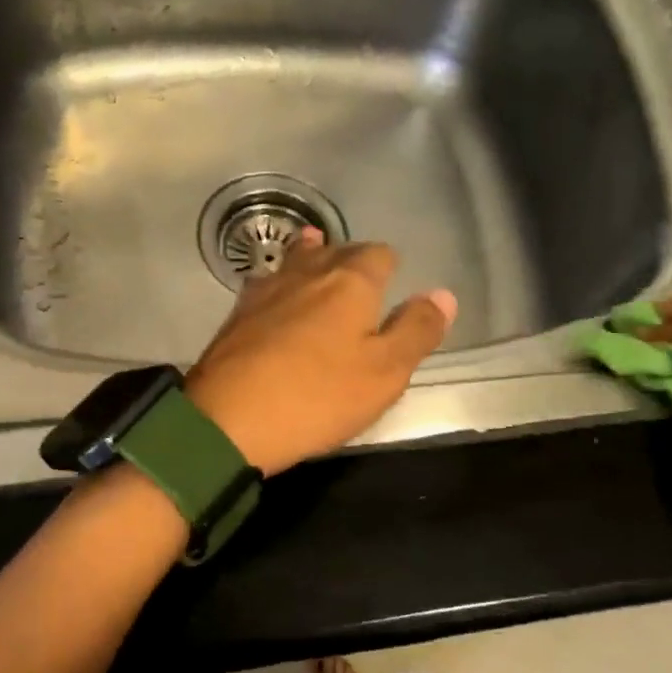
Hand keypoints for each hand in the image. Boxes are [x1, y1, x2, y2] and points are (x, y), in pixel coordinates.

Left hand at [184, 228, 457, 476]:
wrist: (227, 421)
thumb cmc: (317, 397)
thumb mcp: (384, 373)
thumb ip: (416, 331)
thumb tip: (443, 294)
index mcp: (350, 283)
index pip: (377, 255)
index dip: (389, 264)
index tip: (393, 279)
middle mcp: (306, 274)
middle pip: (334, 251)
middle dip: (350, 258)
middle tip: (359, 274)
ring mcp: (265, 291)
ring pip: (295, 262)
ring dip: (310, 259)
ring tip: (316, 256)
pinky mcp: (236, 316)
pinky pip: (267, 285)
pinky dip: (281, 284)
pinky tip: (278, 297)